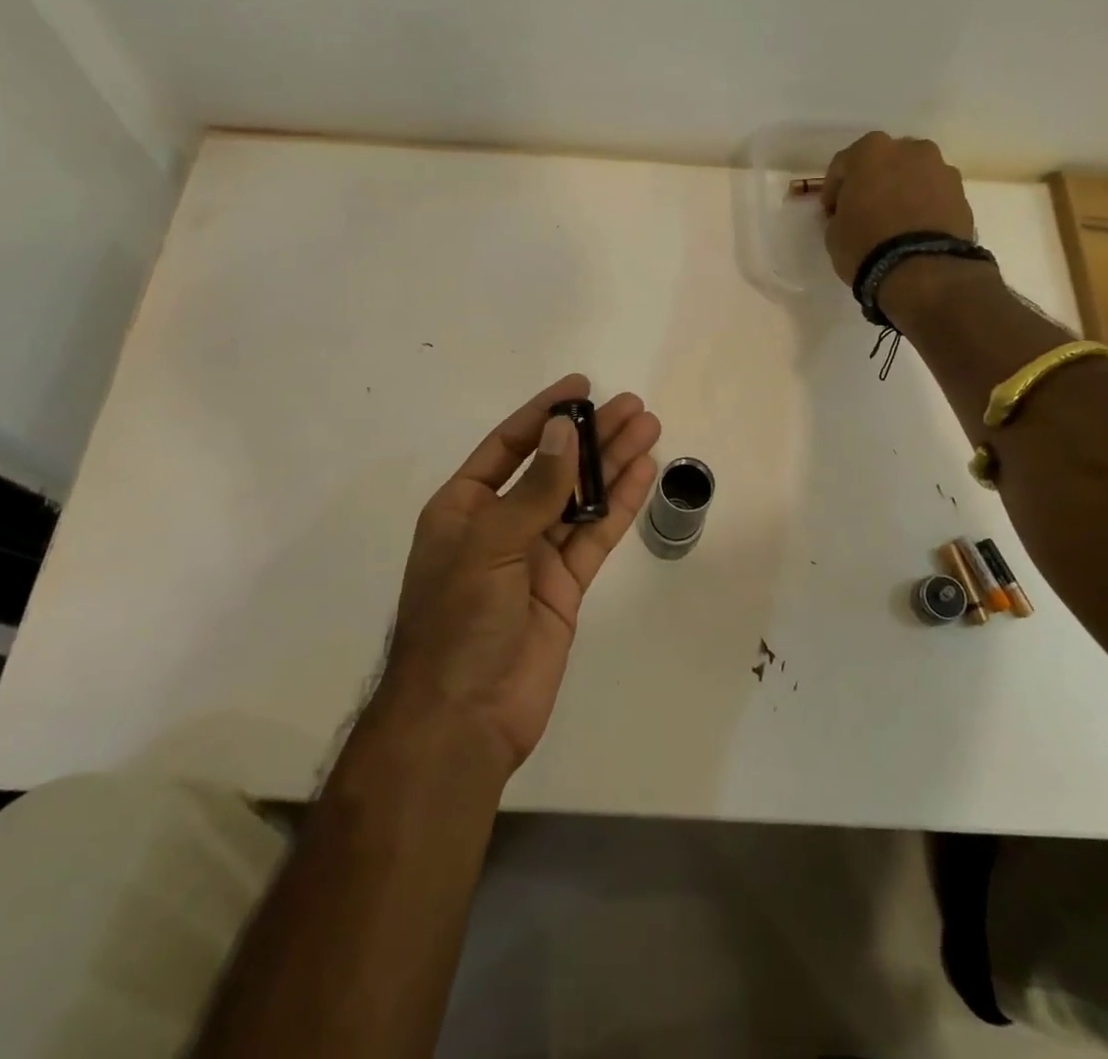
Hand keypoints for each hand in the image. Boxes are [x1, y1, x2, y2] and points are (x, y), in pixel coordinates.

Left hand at [376, 374, 660, 773]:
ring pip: (580, 499)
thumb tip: (564, 430)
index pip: (508, 445)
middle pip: (552, 467)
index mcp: (464, 507)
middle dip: (591, 436)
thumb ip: (534, 489)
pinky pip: (594, 537)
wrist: (463, 719)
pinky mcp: (564, 587)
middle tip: (632, 406)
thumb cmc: (459, 621)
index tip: (581, 388)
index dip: (544, 414)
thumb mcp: (490, 545)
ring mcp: (534, 557)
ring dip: (612, 464)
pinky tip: (643, 474)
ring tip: (648, 428)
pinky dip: (618, 506)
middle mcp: (500, 524)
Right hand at [819, 132, 978, 284]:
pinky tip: (915, 229)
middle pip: (884, 162)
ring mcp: (940, 168)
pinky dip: (924, 205)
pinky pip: (933, 194)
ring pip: (913, 175)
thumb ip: (841, 212)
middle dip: (873, 182)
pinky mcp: (961, 193)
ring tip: (895, 222)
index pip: (843, 164)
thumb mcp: (833, 233)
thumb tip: (850, 213)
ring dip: (902, 191)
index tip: (831, 212)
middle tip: (864, 211)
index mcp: (870, 151)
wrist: (922, 270)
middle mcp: (909, 149)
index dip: (834, 190)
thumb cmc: (866, 245)